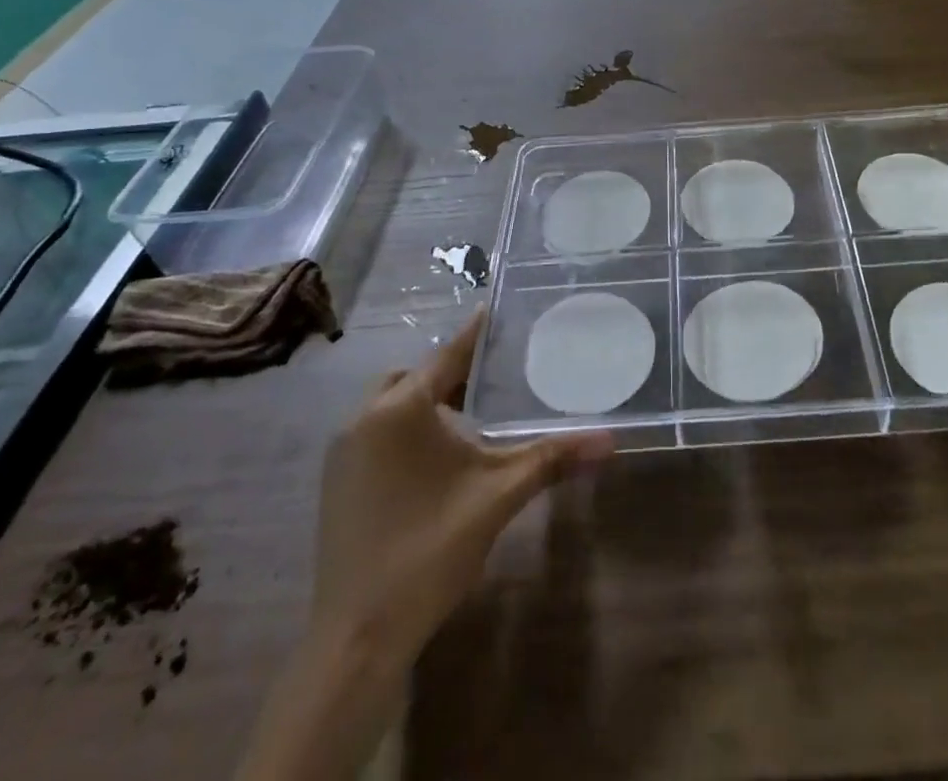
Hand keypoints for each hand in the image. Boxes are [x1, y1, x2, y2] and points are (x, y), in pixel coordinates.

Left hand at [238, 321, 608, 780]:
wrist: (357, 638)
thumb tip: (611, 439)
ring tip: (471, 416)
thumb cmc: (430, 551)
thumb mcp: (498, 496)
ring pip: (391, 404)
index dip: (477, 333)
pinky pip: (376, 432)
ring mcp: (343, 452)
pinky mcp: (336, 481)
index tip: (500, 309)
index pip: (448, 354)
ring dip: (427, 402)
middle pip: (415, 375)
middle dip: (451, 373)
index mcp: (400, 408)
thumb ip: (553, 458)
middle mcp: (364, 418)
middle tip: (492, 380)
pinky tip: (436, 458)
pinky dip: (406, 428)